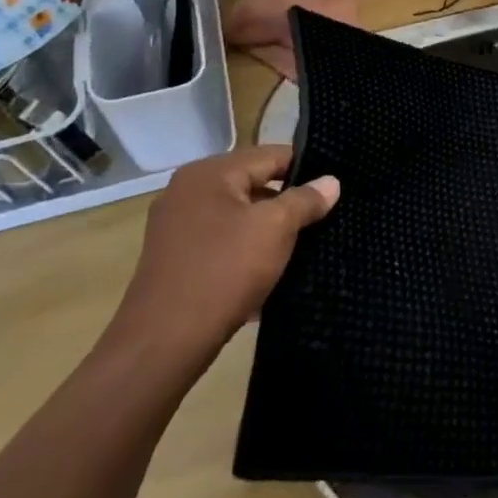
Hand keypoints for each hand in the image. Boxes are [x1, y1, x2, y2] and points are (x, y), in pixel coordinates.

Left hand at [104, 145, 338, 373]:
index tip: (334, 188)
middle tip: (324, 218)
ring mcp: (177, 225)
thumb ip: (305, 200)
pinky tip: (270, 270)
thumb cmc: (223, 271)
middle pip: (253, 183)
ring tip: (304, 245)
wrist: (163, 342)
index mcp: (209, 173)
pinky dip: (246, 250)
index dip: (306, 168)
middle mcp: (188, 190)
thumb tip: (331, 181)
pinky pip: (223, 241)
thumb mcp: (275, 229)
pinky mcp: (176, 258)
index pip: (271, 155)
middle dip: (288, 201)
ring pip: (239, 215)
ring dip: (269, 228)